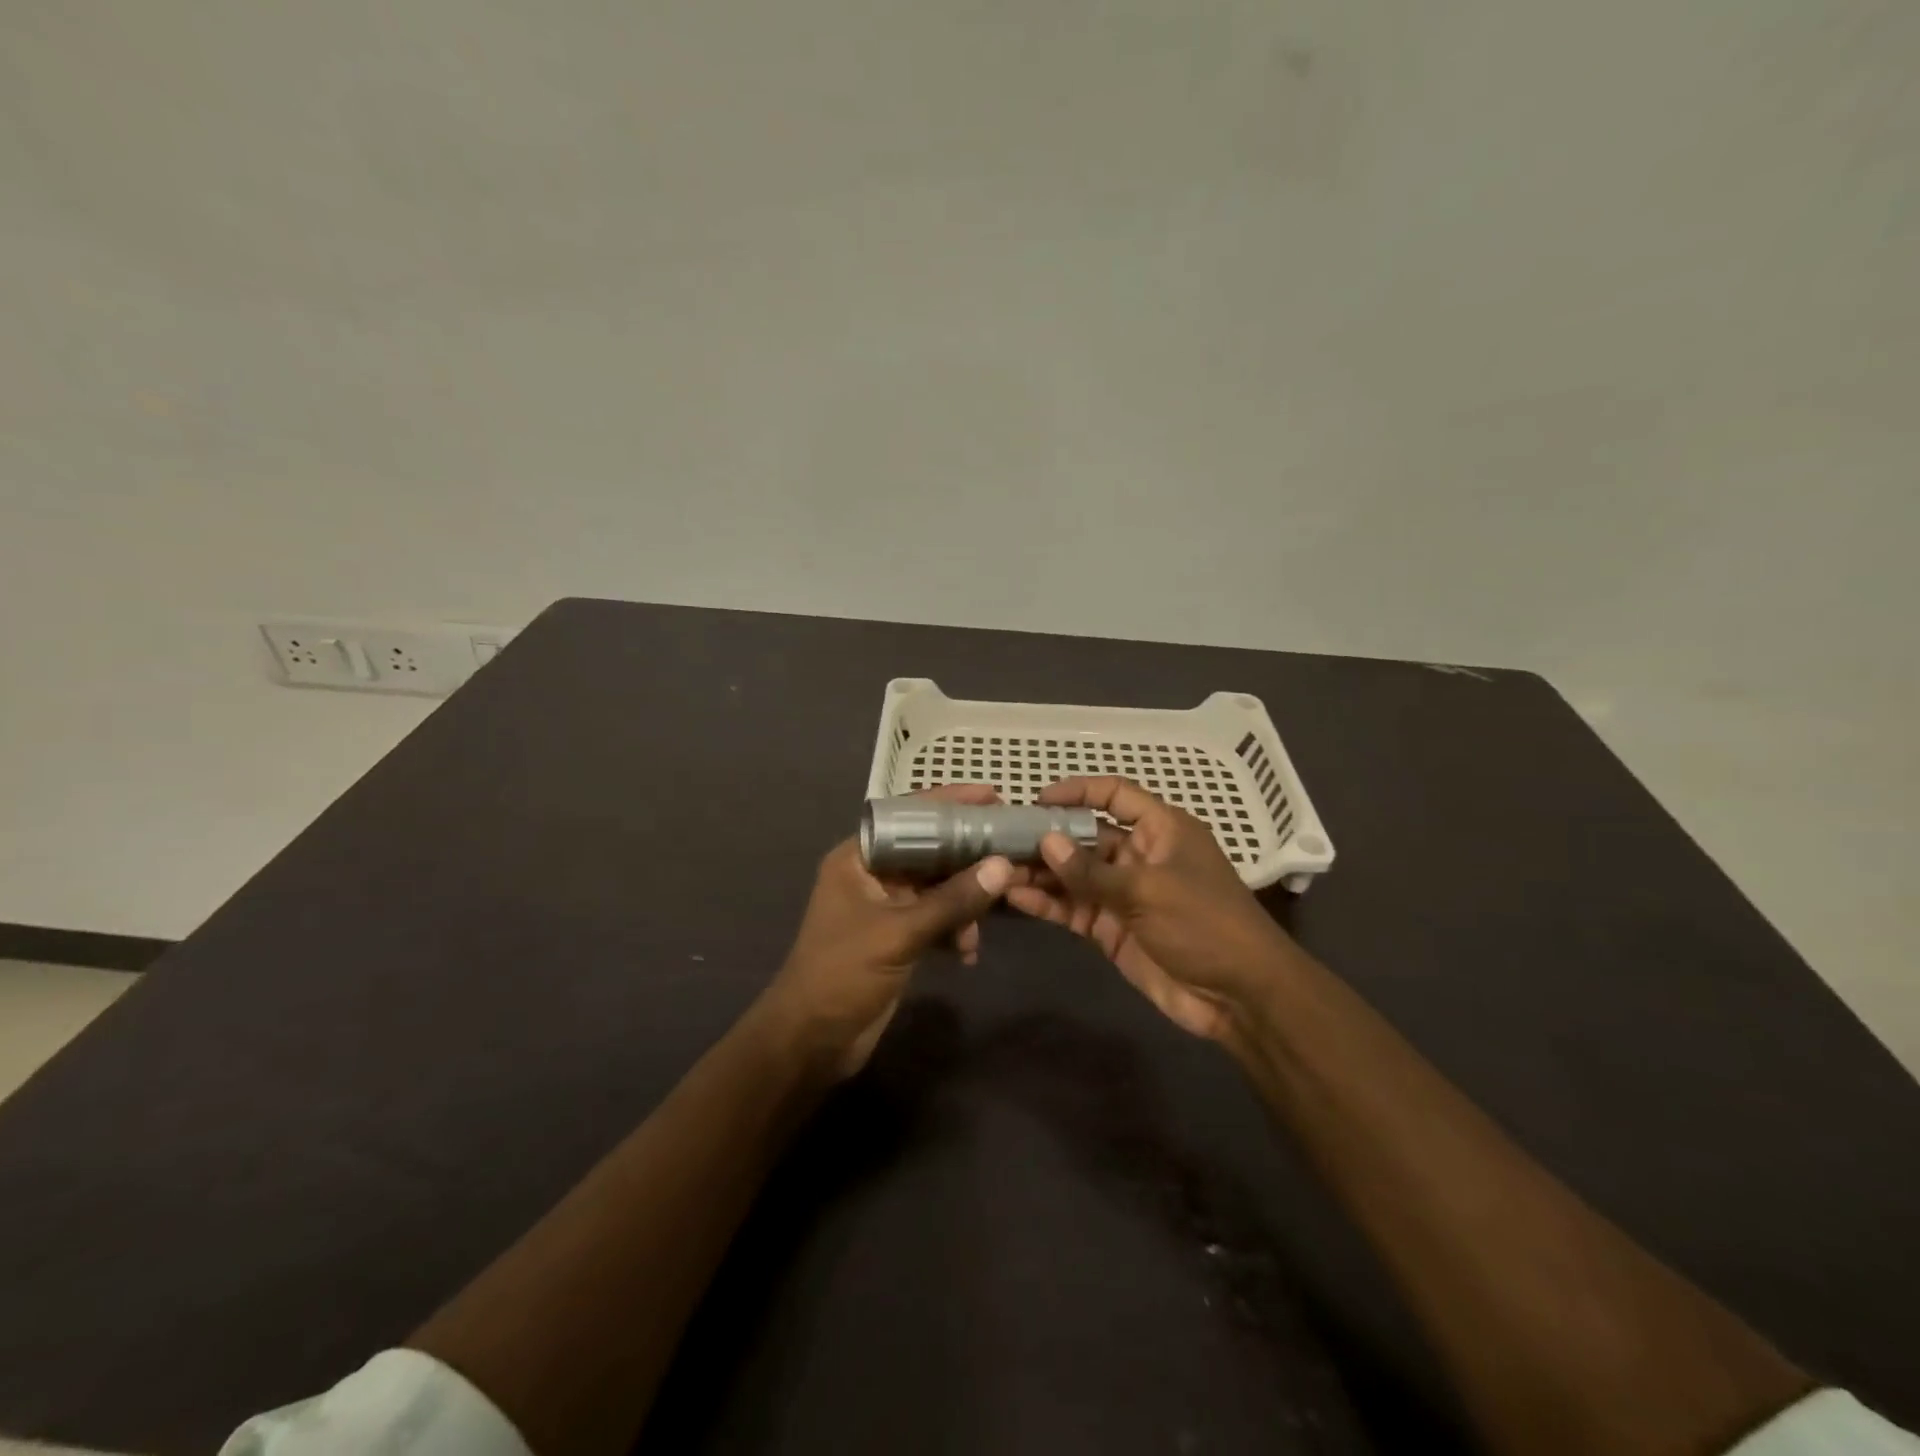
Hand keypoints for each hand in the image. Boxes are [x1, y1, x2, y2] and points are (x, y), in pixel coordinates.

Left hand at [762, 785, 1015, 1078]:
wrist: (811, 1040)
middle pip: (929, 850)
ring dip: (966, 900)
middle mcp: (873, 874)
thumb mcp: (900, 933)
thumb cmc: (843, 973)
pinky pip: (936, 918)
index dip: (950, 802)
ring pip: (938, 887)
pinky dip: (955, 929)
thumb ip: (952, 900)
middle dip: (969, 854)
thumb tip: (1002, 866)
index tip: (993, 796)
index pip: (909, 815)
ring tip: (994, 913)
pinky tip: (969, 952)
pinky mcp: (897, 937)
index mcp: (860, 857)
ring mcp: (886, 906)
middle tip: (1012, 848)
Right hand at [1005, 776, 1299, 1039]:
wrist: (1239, 997)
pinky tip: (1014, 897)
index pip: (1115, 796)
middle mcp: (1138, 856)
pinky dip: (1046, 903)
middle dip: (1047, 837)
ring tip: (998, 868)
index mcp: (1161, 830)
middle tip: (1002, 838)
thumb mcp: (1149, 891)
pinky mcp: (1111, 929)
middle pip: (1085, 837)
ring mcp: (1123, 894)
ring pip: (1073, 875)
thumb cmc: (1205, 925)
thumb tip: (1045, 841)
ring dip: (1040, 872)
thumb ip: (1092, 871)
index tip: (1039, 799)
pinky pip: (1073, 909)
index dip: (1079, 791)